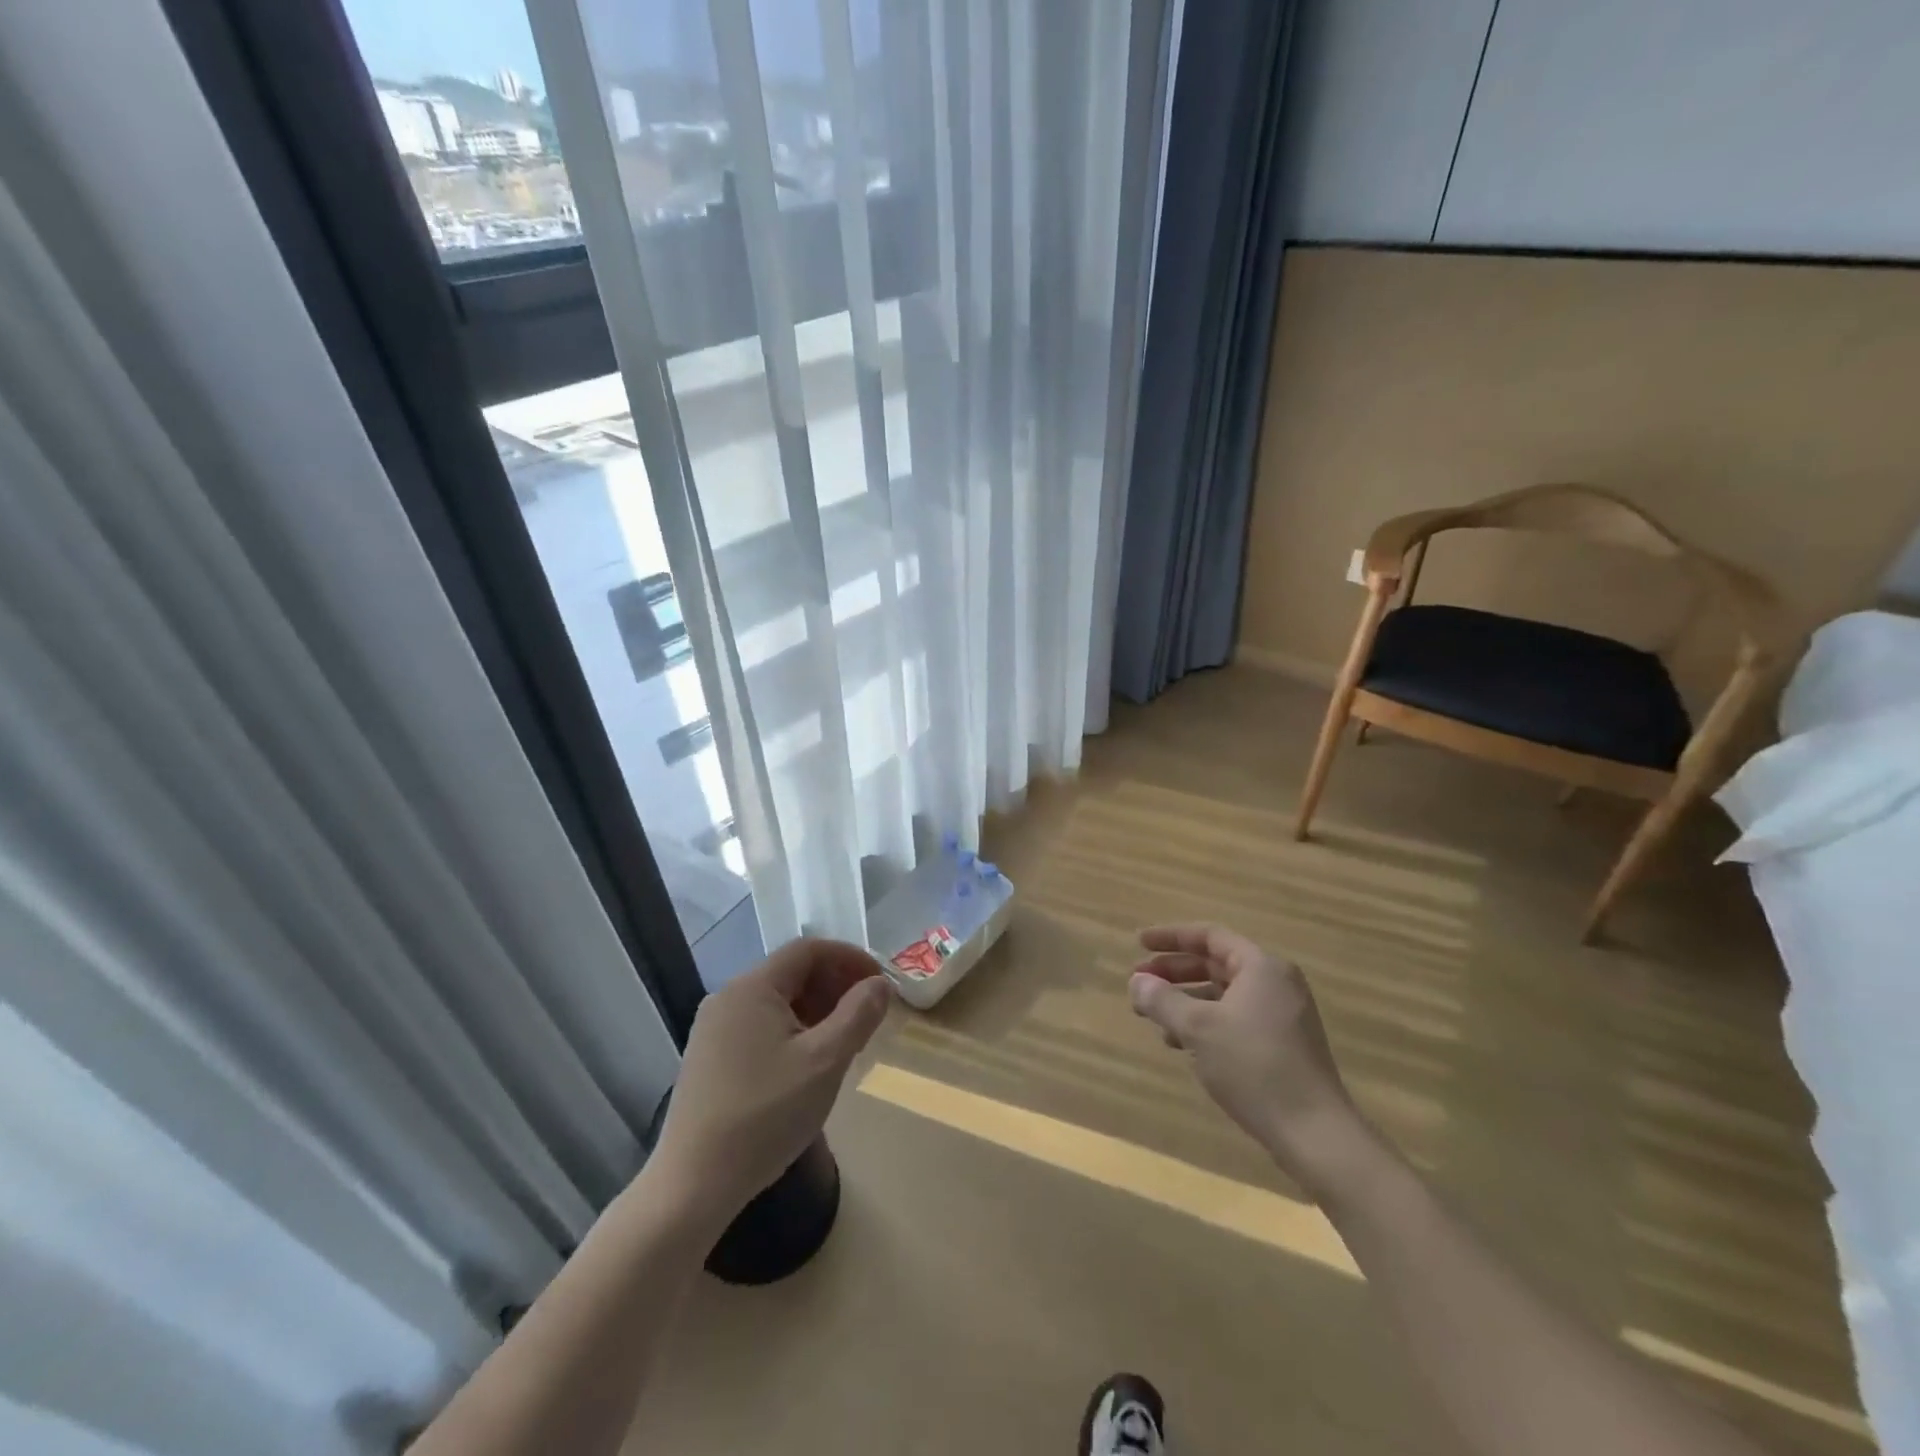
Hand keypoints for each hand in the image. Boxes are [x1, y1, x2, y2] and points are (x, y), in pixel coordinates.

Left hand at [649, 937, 890, 1226]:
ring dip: (817, 1010)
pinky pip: (760, 1026)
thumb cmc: (765, 1115)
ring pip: (777, 1002)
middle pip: (791, 973)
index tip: (880, 983)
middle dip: (835, 985)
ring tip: (846, 1040)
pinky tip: (809, 1064)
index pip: (808, 950)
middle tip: (868, 1014)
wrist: (692, 1186)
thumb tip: (879, 984)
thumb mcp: (825, 1062)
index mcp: (752, 987)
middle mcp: (728, 998)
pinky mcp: (709, 1059)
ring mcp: (713, 1030)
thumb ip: (858, 1015)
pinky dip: (793, 1030)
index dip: (849, 958)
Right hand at [1129, 923, 1367, 1196]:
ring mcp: (1282, 1015)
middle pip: (1215, 963)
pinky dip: (1205, 1023)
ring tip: (1152, 1017)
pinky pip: (1235, 1018)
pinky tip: (1181, 1044)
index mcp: (1261, 967)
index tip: (1138, 944)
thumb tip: (1136, 982)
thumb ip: (1162, 1000)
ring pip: (1223, 994)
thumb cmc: (1254, 1066)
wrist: (1315, 1133)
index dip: (1171, 937)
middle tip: (1138, 983)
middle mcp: (1275, 983)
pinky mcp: (1283, 1045)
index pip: (1209, 936)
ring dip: (1185, 1001)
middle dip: (1174, 972)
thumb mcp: (1198, 1028)